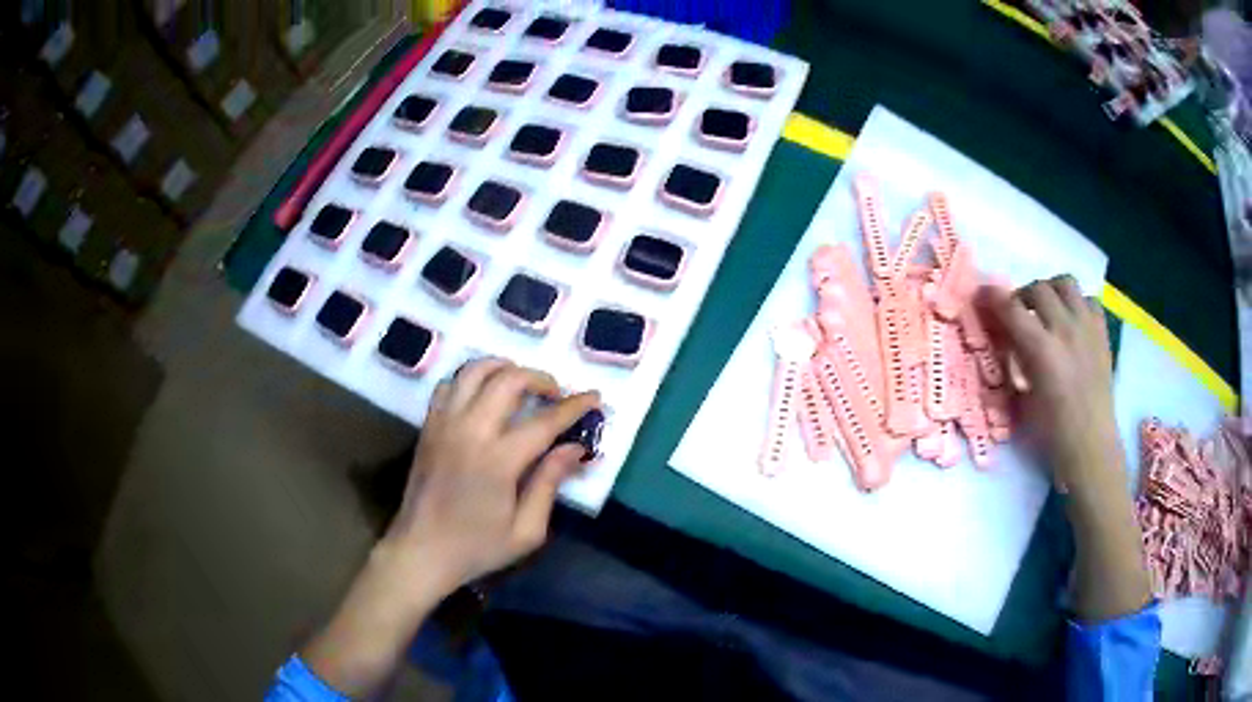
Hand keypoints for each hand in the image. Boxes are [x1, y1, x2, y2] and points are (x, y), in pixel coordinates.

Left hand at [383, 358, 599, 594]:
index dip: (574, 406)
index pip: (545, 421)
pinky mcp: (428, 426)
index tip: (594, 397)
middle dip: (540, 378)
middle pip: (508, 380)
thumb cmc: (476, 548)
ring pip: (474, 371)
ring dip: (503, 368)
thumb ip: (550, 484)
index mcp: (498, 461)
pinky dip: (471, 379)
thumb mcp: (526, 531)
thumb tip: (575, 448)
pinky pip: (449, 384)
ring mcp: (444, 424)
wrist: (420, 552)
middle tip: (556, 393)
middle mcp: (469, 431)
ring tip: (521, 383)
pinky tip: (484, 394)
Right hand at [983, 276, 1148, 622]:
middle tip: (1018, 312)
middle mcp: (1066, 329)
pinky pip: (1089, 300)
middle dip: (1023, 295)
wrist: (1091, 447)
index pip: (1012, 309)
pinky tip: (1073, 322)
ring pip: (1065, 283)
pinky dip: (1078, 304)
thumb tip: (1007, 341)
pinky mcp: (1102, 334)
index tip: (982, 294)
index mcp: (1042, 350)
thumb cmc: (1052, 434)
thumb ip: (1017, 362)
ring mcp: (1087, 328)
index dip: (993, 297)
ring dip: (1051, 290)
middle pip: (1038, 288)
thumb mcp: (1024, 399)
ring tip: (1047, 309)